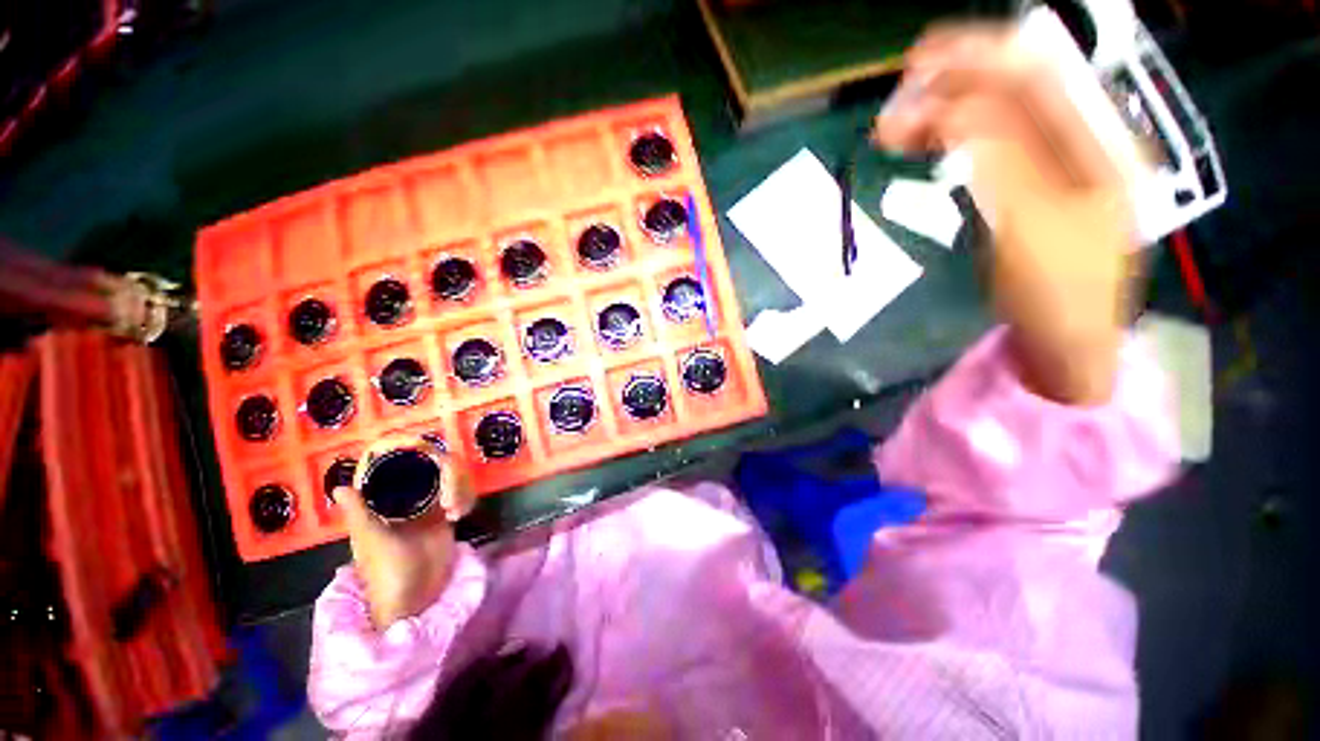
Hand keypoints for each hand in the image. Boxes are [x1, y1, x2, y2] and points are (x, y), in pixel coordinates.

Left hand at [335, 436, 475, 628]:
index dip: (423, 453)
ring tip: (456, 512)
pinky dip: (467, 498)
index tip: (435, 456)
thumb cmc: (386, 572)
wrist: (415, 599)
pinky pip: (464, 492)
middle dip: (451, 477)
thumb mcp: (371, 541)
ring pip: (455, 477)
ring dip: (461, 489)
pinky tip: (461, 515)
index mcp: (388, 498)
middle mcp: (411, 495)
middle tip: (449, 502)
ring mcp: (432, 503)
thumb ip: (358, 513)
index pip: (409, 463)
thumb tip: (339, 486)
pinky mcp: (449, 513)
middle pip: (440, 465)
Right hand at [874, 24, 1134, 404]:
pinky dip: (950, 144)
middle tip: (893, 108)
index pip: (1037, 72)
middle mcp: (1079, 138)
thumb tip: (956, 108)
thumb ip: (999, 158)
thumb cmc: (1059, 290)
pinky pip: (985, 149)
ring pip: (993, 119)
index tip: (919, 60)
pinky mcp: (1027, 186)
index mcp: (1098, 139)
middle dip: (951, 88)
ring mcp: (1053, 162)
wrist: (1066, 338)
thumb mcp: (1031, 223)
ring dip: (942, 117)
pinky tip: (923, 148)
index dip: (979, 54)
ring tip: (892, 133)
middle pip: (1012, 89)